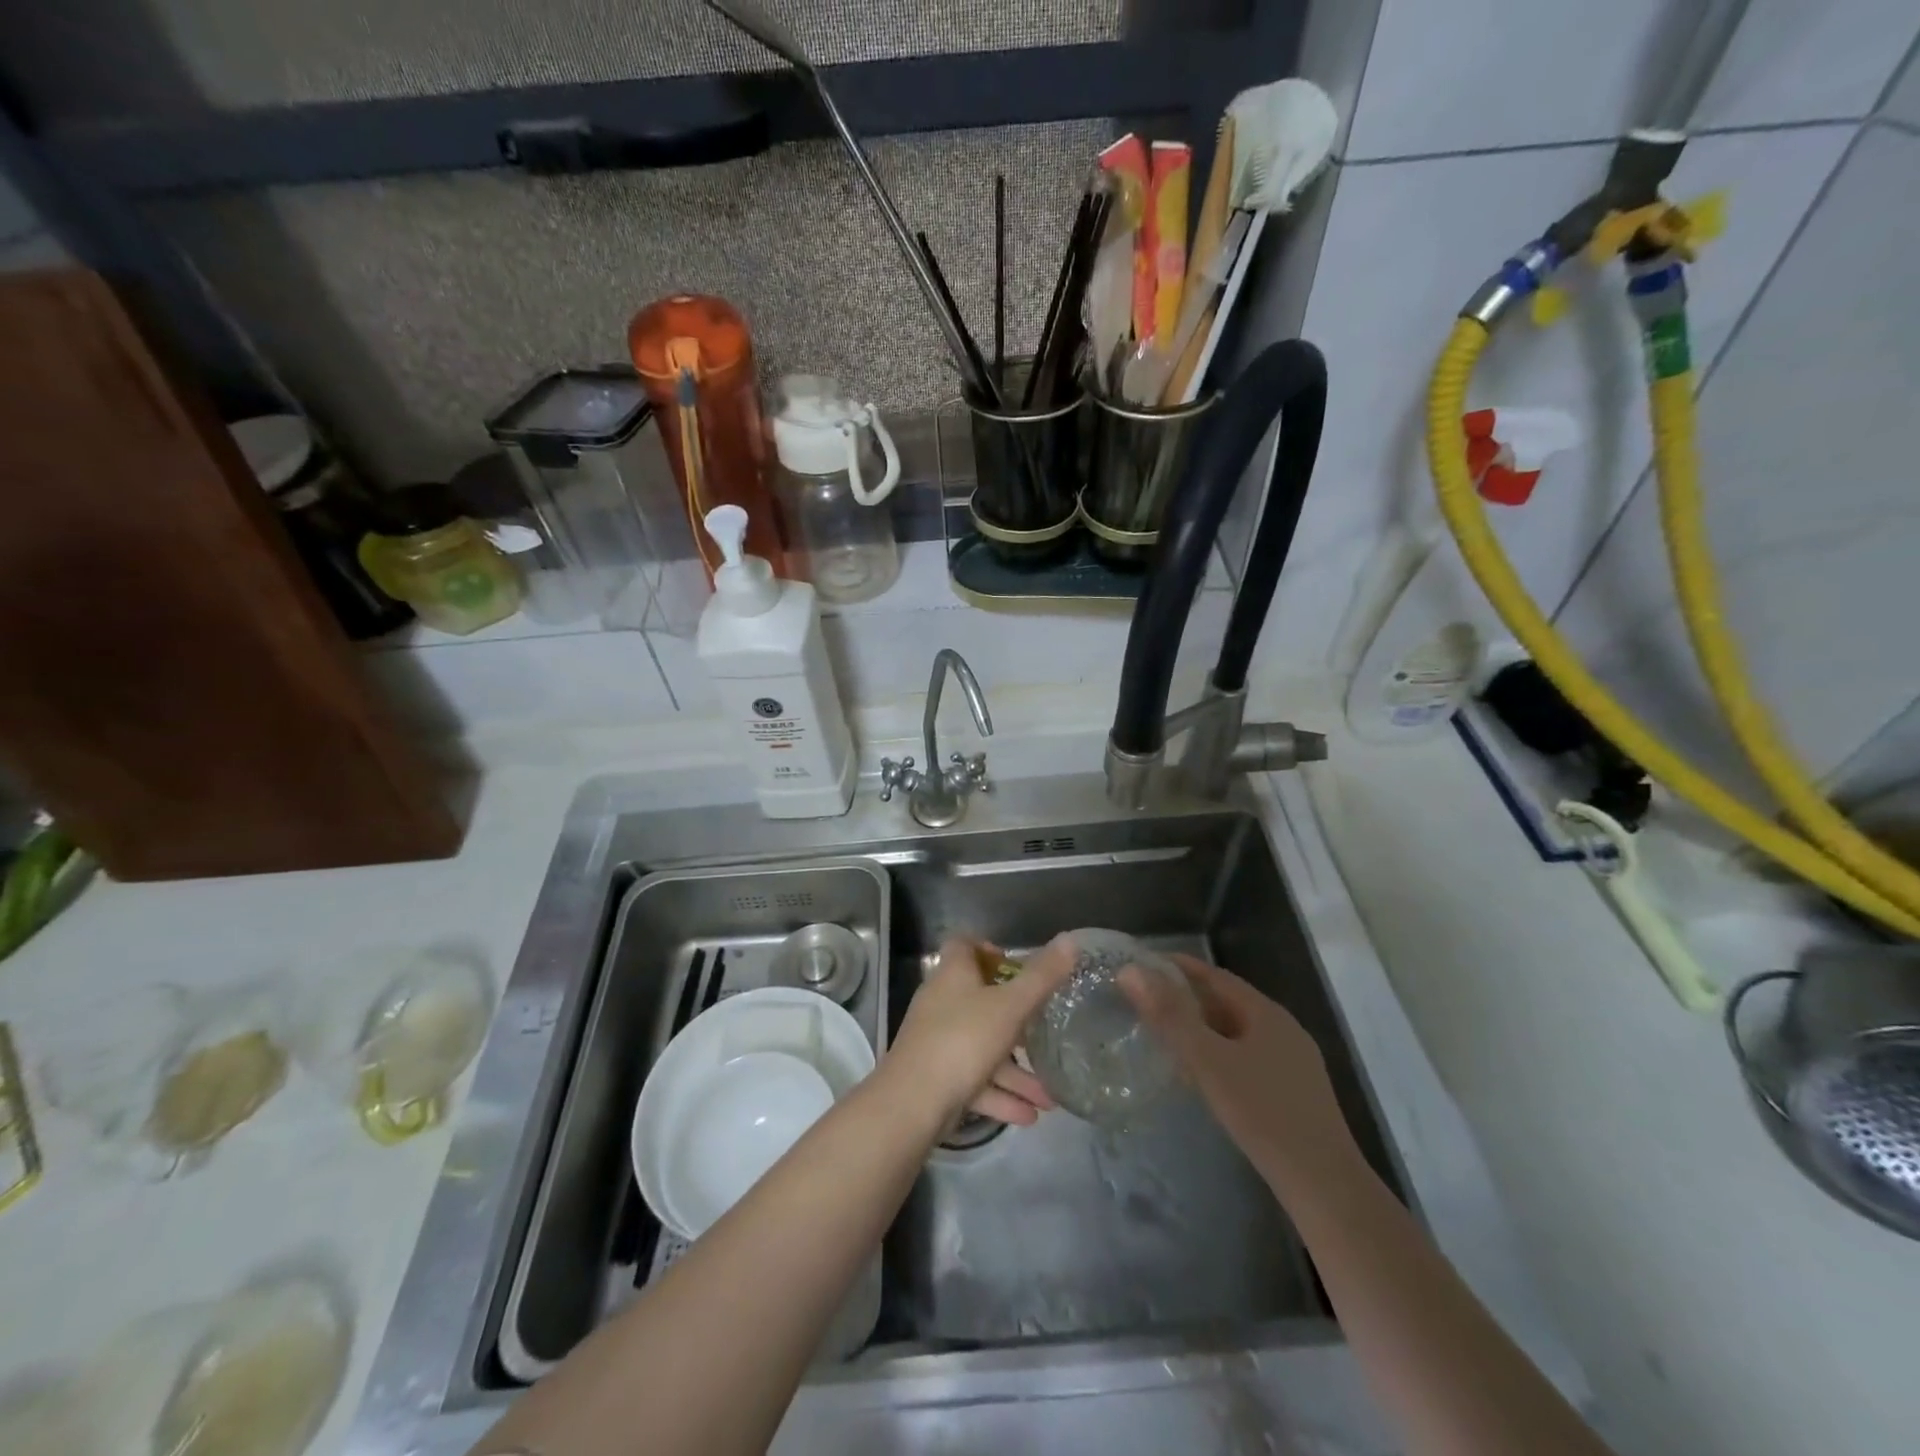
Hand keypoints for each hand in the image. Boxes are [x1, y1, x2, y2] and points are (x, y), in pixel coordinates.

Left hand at [887, 935, 1075, 1126]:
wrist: (912, 1103)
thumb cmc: (963, 1040)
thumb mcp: (1010, 1006)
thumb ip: (1041, 976)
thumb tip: (1070, 940)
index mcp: (953, 975)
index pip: (964, 946)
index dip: (989, 949)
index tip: (1016, 966)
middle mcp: (942, 1003)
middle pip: (980, 1000)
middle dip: (1018, 1022)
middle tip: (1045, 1032)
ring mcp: (937, 1042)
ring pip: (983, 1049)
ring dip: (1016, 1073)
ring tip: (1050, 1096)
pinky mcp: (937, 1078)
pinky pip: (975, 1081)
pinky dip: (1000, 1096)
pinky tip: (1029, 1116)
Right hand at [1120, 954, 1359, 1190]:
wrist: (1324, 1186)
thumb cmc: (1262, 1113)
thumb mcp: (1208, 1061)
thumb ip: (1169, 1015)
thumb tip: (1131, 971)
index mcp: (1266, 1013)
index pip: (1215, 976)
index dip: (1178, 968)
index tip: (1143, 967)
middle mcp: (1283, 1029)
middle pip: (1227, 1003)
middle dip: (1187, 999)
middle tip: (1146, 1003)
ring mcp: (1293, 1062)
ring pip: (1237, 1033)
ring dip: (1202, 1030)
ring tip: (1166, 1038)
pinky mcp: (1295, 1092)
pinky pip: (1248, 1058)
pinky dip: (1219, 1055)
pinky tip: (1203, 1078)